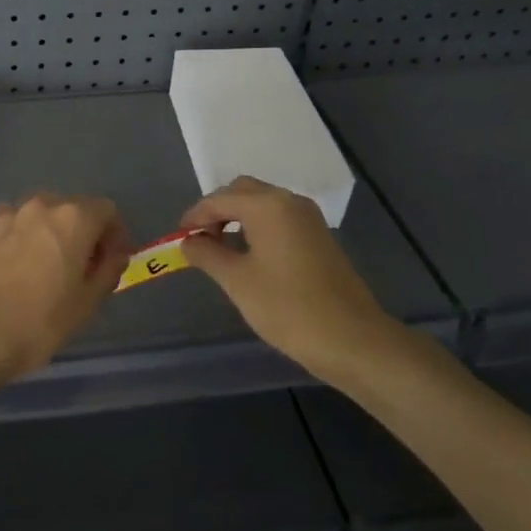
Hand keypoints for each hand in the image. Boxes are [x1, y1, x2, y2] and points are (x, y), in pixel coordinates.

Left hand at [0, 194, 130, 392]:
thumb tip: (114, 255)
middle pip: (69, 208)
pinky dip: (14, 238)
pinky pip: (5, 225)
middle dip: (79, 232)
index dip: (114, 235)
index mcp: (73, 219)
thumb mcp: (86, 305)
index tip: (110, 261)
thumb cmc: (38, 323)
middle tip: (76, 266)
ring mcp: (4, 214)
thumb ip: (107, 271)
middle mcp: (39, 206)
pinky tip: (7, 266)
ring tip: (38, 265)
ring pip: (35, 215)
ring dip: (44, 233)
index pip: (106, 210)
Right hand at [179, 176, 397, 375]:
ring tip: (220, 248)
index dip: (195, 216)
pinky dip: (258, 226)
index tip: (178, 238)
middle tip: (200, 240)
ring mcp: (309, 218)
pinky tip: (249, 255)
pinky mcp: (319, 237)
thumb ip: (207, 254)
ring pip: (263, 203)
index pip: (219, 199)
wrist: (351, 339)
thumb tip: (189, 241)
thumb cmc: (287, 307)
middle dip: (217, 210)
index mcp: (267, 206)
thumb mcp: (237, 281)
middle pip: (243, 191)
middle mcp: (289, 202)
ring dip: (237, 217)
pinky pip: (279, 218)